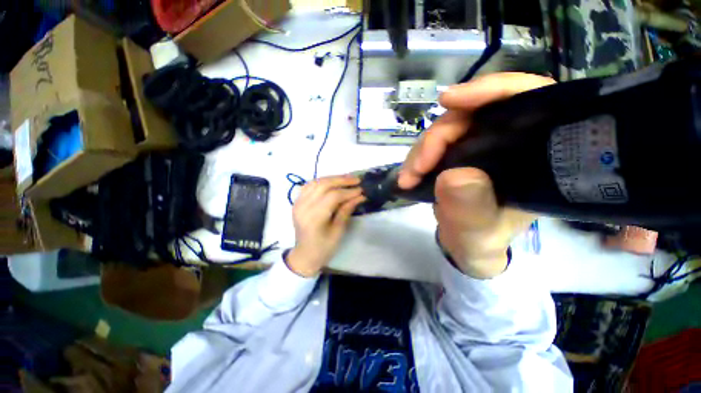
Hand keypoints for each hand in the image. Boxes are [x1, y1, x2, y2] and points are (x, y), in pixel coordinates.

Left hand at [287, 176, 365, 276]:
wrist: (305, 254)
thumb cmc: (324, 247)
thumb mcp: (338, 231)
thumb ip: (346, 210)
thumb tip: (359, 196)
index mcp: (314, 218)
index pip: (333, 196)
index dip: (348, 191)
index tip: (361, 190)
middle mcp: (303, 207)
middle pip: (323, 185)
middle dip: (342, 180)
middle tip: (356, 180)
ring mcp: (298, 203)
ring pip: (316, 182)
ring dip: (333, 178)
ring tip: (347, 179)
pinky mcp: (297, 201)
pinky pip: (309, 185)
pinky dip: (322, 181)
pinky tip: (332, 182)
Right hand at [398, 73, 554, 278]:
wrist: (465, 243)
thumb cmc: (481, 241)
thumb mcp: (479, 234)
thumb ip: (471, 212)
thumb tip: (455, 176)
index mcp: (533, 155)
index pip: (527, 100)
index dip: (491, 91)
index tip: (450, 100)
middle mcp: (508, 142)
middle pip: (473, 114)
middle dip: (438, 136)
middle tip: (417, 168)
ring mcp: (478, 146)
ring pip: (447, 129)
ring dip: (422, 149)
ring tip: (408, 177)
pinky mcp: (456, 153)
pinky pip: (435, 143)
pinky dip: (419, 155)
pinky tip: (410, 172)